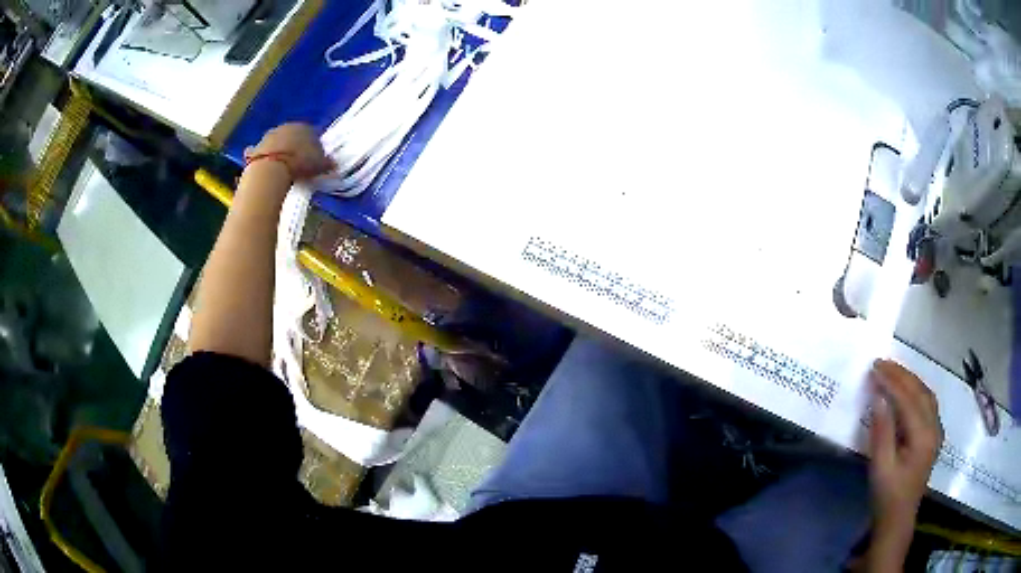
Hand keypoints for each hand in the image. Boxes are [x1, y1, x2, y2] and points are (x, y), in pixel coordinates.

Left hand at [245, 123, 334, 180]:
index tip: (314, 160)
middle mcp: (286, 127)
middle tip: (298, 163)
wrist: (273, 169)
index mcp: (305, 127)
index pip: (312, 134)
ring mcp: (269, 136)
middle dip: (295, 146)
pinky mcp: (256, 149)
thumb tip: (333, 164)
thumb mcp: (320, 165)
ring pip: (276, 142)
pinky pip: (259, 153)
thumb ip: (327, 163)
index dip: (313, 147)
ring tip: (283, 167)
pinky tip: (264, 167)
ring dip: (279, 151)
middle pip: (292, 136)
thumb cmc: (301, 163)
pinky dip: (261, 157)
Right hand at [868, 360, 942, 549]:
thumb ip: (881, 431)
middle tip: (881, 363)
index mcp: (923, 436)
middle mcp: (934, 427)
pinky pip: (927, 403)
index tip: (874, 367)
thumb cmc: (887, 497)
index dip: (892, 381)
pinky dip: (916, 391)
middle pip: (920, 392)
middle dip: (901, 375)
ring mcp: (936, 431)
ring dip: (910, 380)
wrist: (898, 520)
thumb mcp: (881, 468)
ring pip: (926, 395)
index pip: (908, 399)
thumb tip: (879, 397)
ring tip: (893, 371)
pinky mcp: (933, 436)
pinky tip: (907, 391)